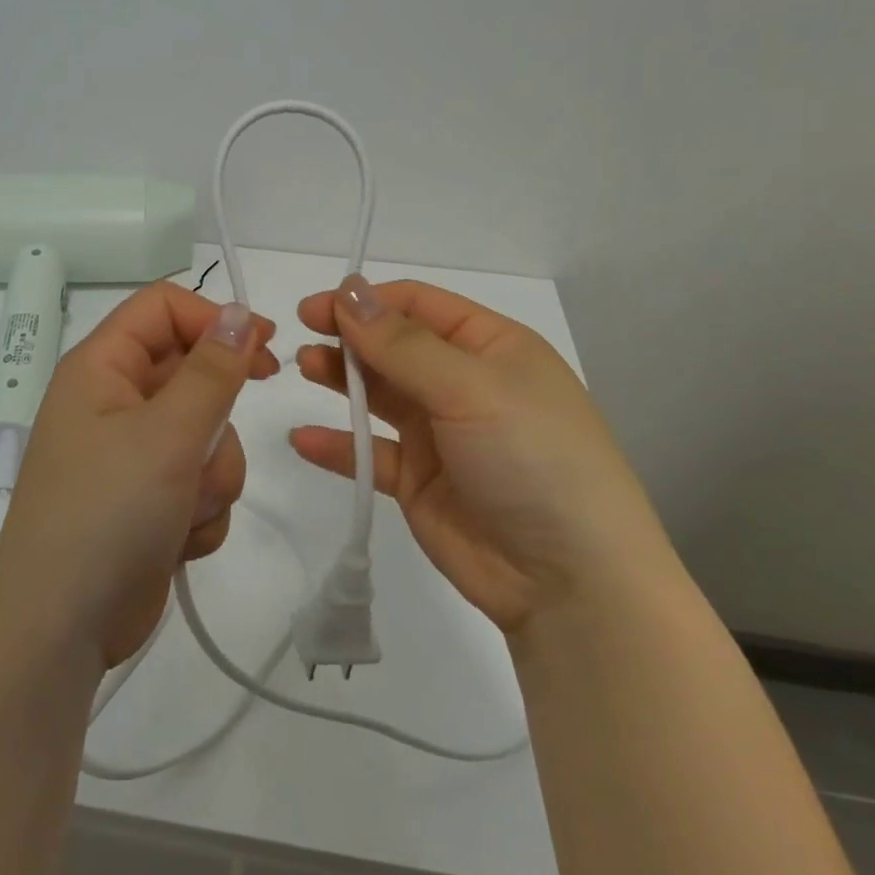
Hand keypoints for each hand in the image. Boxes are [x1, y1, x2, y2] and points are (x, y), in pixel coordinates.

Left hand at [0, 281, 278, 666]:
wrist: (61, 631)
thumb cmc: (107, 513)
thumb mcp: (167, 434)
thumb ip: (212, 370)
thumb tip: (239, 312)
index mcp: (101, 367)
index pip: (163, 307)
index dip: (214, 318)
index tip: (265, 346)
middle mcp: (113, 401)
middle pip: (192, 373)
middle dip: (215, 416)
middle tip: (212, 444)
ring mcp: (131, 454)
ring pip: (205, 433)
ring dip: (211, 472)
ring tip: (185, 508)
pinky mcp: (148, 499)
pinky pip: (199, 480)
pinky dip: (200, 508)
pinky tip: (178, 540)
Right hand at [291, 275, 668, 635]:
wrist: (572, 583)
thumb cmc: (532, 459)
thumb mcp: (471, 388)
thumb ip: (402, 344)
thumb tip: (349, 291)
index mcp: (491, 347)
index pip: (419, 305)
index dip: (367, 301)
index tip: (317, 307)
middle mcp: (464, 383)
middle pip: (394, 346)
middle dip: (349, 338)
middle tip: (302, 337)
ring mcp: (441, 434)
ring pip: (379, 394)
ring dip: (341, 379)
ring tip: (303, 370)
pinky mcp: (420, 482)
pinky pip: (371, 453)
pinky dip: (338, 444)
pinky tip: (304, 439)